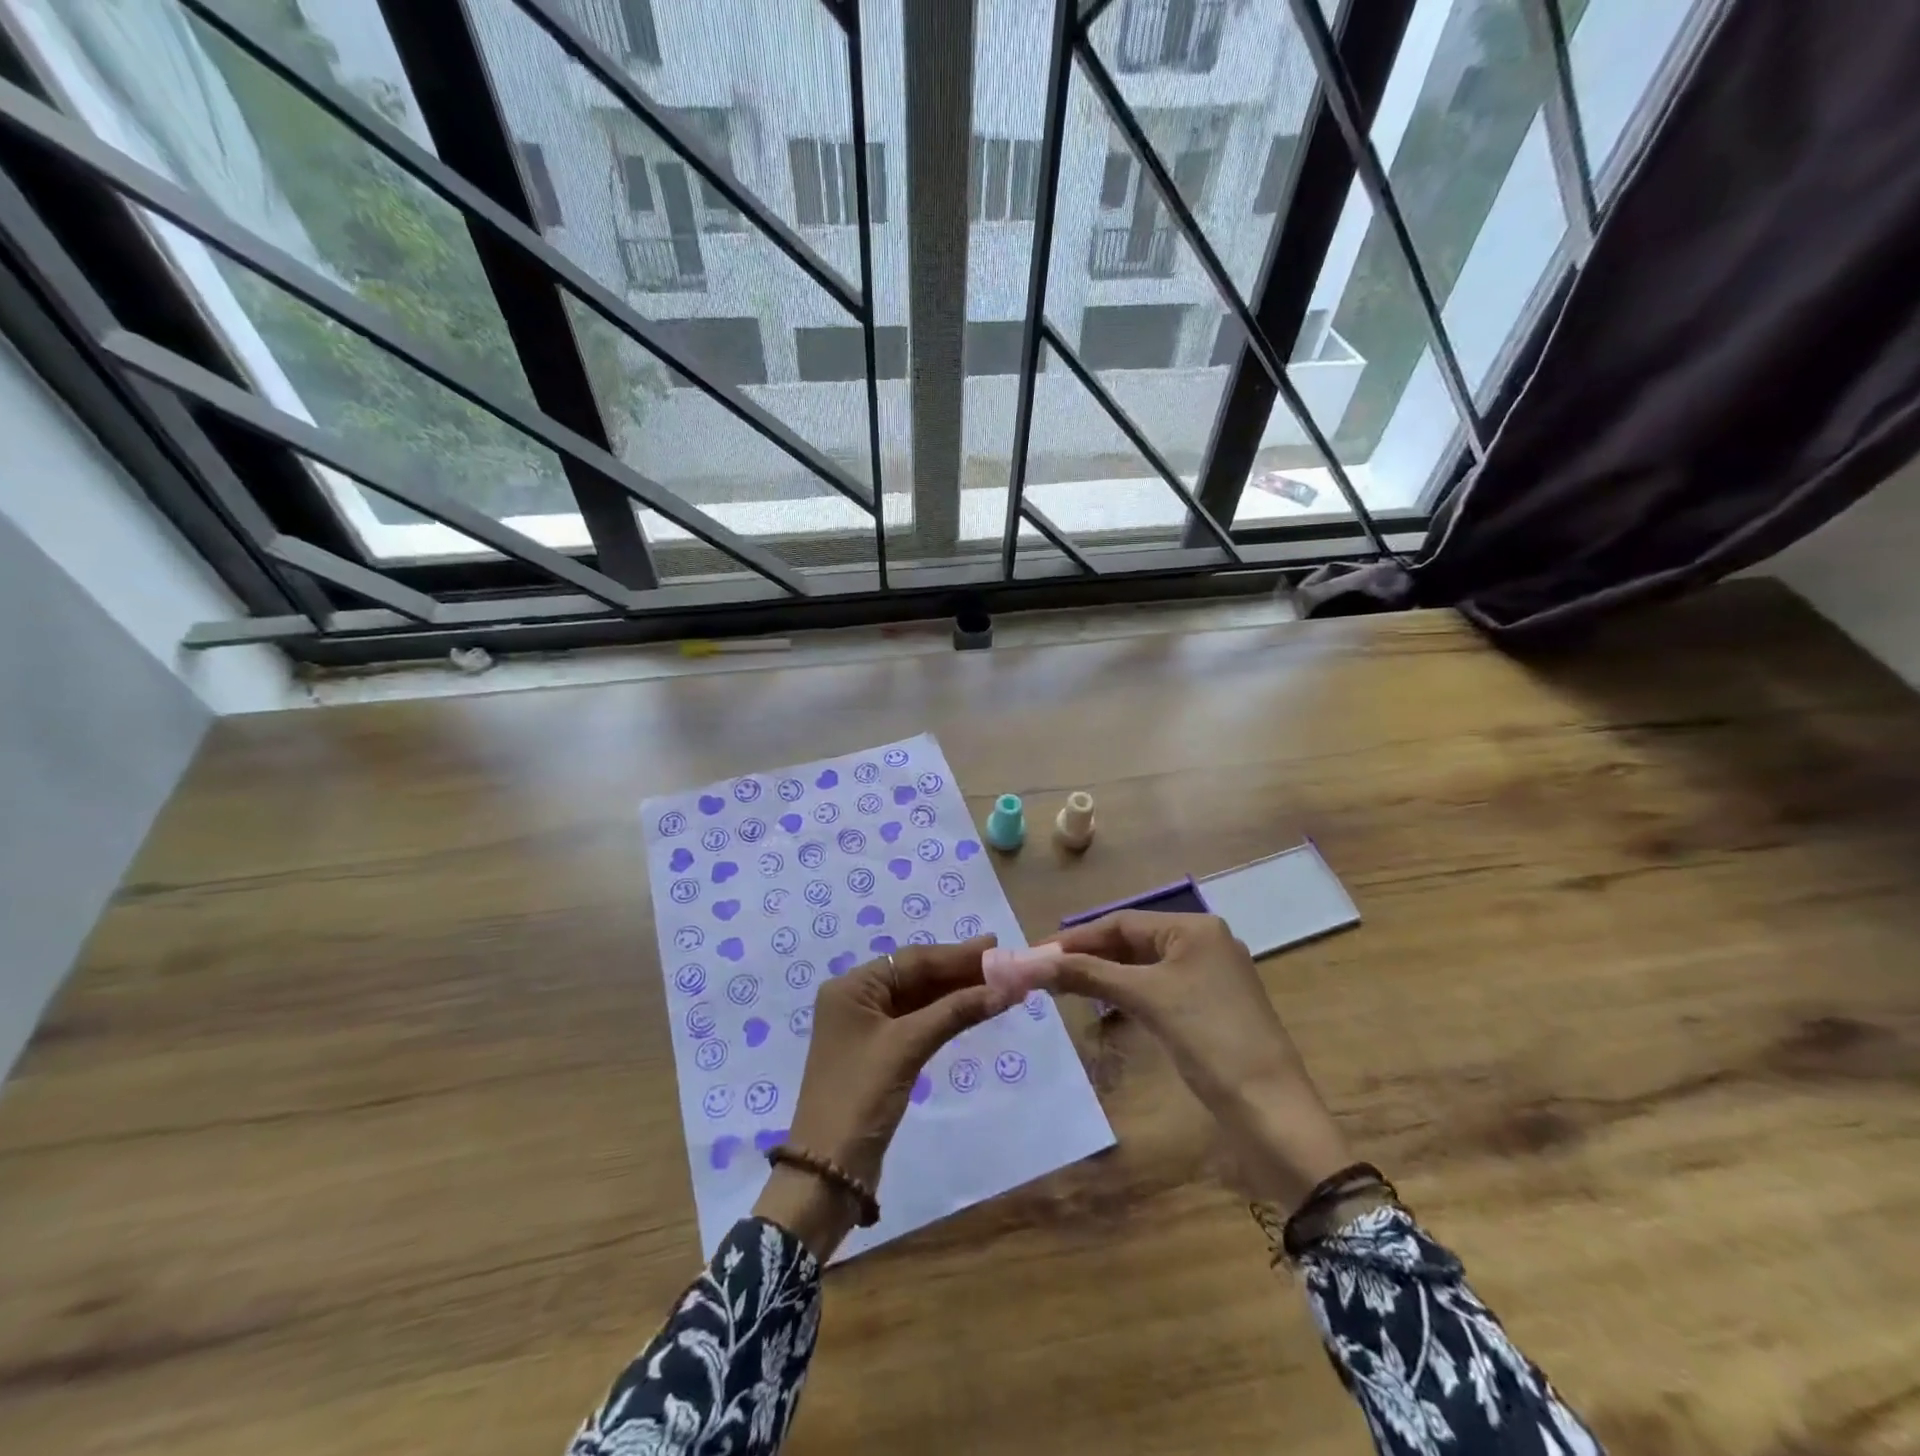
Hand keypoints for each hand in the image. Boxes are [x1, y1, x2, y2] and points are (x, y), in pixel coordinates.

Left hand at [754, 935, 1016, 1257]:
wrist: (828, 1169)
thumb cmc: (861, 1095)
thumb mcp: (908, 1047)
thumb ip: (954, 1012)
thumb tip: (1004, 989)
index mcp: (852, 987)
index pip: (912, 960)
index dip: (956, 954)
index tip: (995, 946)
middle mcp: (857, 999)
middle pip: (916, 976)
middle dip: (959, 972)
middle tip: (1003, 963)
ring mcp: (867, 1027)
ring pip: (919, 1000)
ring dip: (956, 994)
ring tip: (997, 984)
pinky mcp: (879, 1053)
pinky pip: (917, 1022)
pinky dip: (944, 1016)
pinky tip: (972, 1009)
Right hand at [988, 913, 1350, 1210]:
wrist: (1271, 1110)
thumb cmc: (1209, 1039)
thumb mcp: (1146, 998)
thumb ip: (1089, 975)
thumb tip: (1033, 963)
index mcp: (1194, 928)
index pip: (1122, 922)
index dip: (1077, 938)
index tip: (1037, 954)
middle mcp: (1204, 942)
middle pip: (1133, 940)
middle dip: (1089, 955)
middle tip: (1046, 972)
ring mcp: (1210, 976)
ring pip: (1145, 965)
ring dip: (1106, 974)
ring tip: (1065, 986)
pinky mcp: (1211, 1007)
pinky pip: (1159, 987)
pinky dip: (1129, 992)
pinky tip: (1105, 1004)